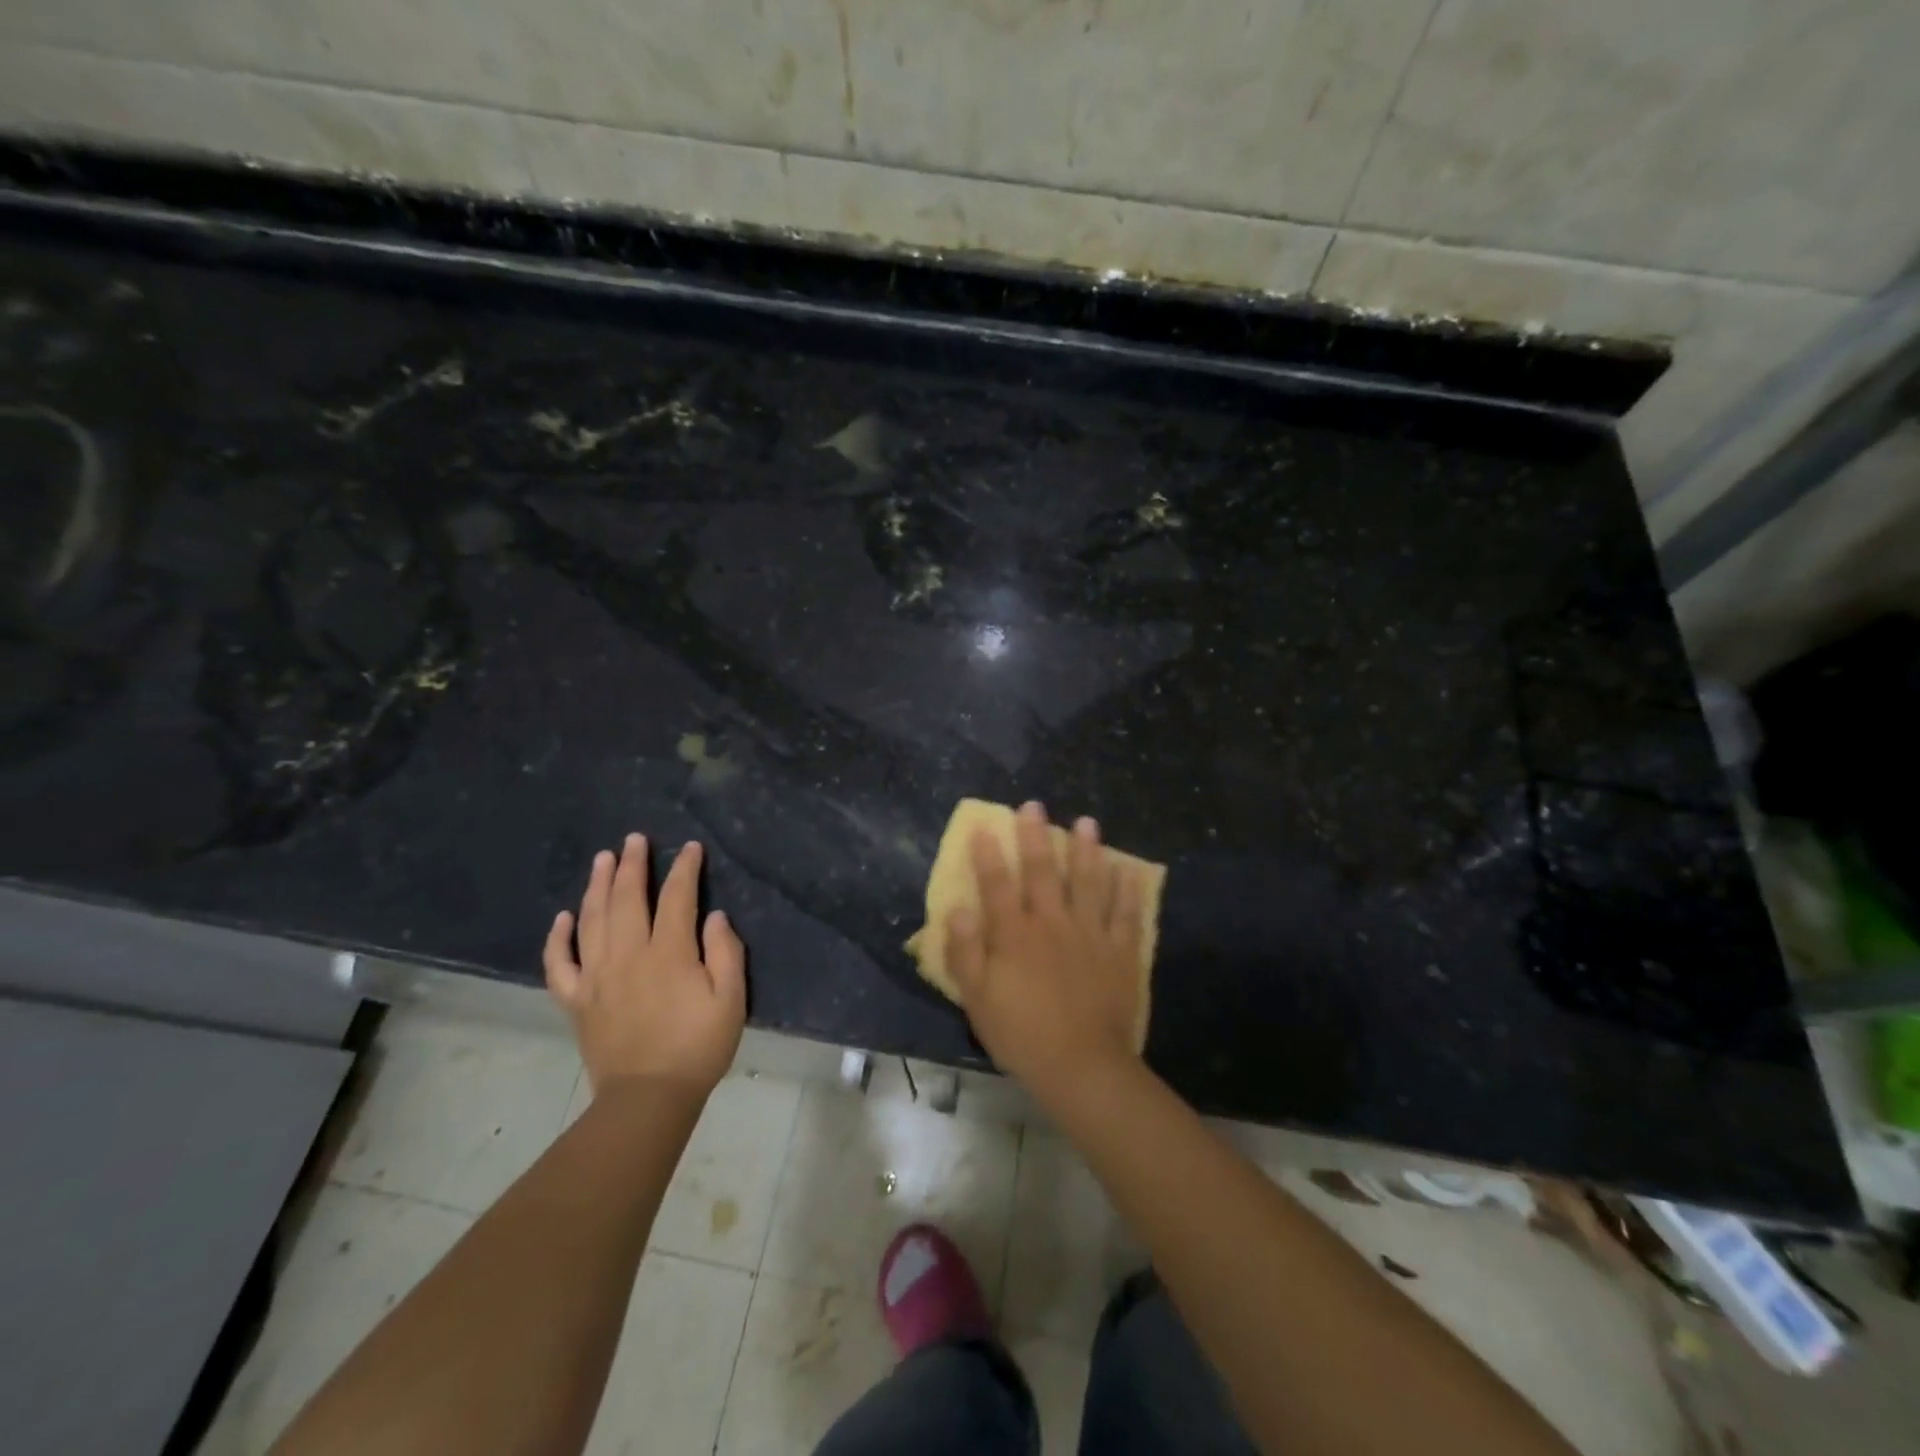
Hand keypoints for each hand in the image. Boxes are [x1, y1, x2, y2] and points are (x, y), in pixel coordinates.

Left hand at [544, 834, 745, 1095]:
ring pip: (592, 920)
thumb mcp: (731, 1001)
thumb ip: (725, 954)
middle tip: (635, 839)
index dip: (684, 869)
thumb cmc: (698, 1048)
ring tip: (602, 859)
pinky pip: (560, 964)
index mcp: (669, 954)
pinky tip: (562, 918)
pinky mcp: (577, 1001)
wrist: (647, 1100)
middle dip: (633, 865)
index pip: (677, 898)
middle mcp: (628, 956)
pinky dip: (557, 938)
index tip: (690, 848)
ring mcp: (597, 977)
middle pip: (627, 899)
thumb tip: (714, 916)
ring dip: (597, 886)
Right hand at [946, 802, 1145, 1103]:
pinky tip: (1127, 869)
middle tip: (1034, 806)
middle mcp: (1052, 923)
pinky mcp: (1119, 951)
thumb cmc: (1022, 1034)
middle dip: (1036, 836)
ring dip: (1086, 850)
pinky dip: (1126, 890)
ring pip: (1088, 882)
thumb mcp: (978, 999)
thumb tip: (956, 908)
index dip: (989, 854)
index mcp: (1014, 934)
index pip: (997, 884)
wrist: (1082, 1066)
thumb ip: (965, 951)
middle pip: (1043, 871)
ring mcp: (1090, 934)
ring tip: (1087, 823)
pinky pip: (1125, 913)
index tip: (985, 826)